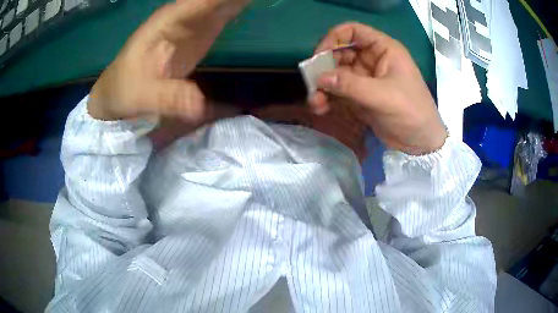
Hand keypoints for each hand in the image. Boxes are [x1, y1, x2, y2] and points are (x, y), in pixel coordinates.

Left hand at [88, 0, 248, 120]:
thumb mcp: (142, 96)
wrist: (118, 92)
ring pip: (222, 1)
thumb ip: (168, 97)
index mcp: (169, 20)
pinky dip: (237, 6)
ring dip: (237, 0)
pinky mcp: (198, 33)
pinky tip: (251, 3)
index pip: (203, 0)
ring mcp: (192, 22)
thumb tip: (199, 104)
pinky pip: (223, 13)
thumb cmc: (124, 89)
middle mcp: (183, 14)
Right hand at [309, 23, 446, 154]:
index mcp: (383, 49)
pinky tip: (320, 108)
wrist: (420, 143)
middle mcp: (372, 60)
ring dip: (323, 86)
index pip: (353, 32)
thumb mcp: (383, 96)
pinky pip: (338, 91)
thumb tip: (319, 78)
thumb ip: (351, 85)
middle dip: (324, 67)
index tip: (319, 56)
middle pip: (340, 53)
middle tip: (312, 83)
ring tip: (315, 102)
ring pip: (336, 74)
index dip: (333, 39)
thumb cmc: (410, 112)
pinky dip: (328, 98)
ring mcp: (365, 79)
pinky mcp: (360, 96)